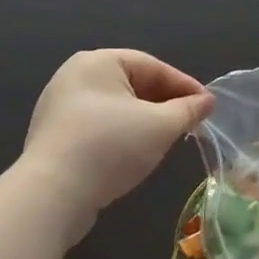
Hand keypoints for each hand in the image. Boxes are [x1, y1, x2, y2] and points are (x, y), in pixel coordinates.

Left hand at [19, 50, 213, 241]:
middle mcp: (75, 76)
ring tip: (166, 139)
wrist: (50, 197)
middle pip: (133, 84)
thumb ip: (188, 110)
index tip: (207, 106)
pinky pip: (97, 127)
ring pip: (116, 108)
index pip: (153, 67)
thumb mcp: (160, 126)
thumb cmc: (110, 147)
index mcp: (99, 61)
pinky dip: (120, 135)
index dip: (184, 86)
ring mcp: (59, 106)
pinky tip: (133, 154)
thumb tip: (208, 101)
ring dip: (144, 121)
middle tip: (189, 123)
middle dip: (164, 104)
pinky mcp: (53, 137)